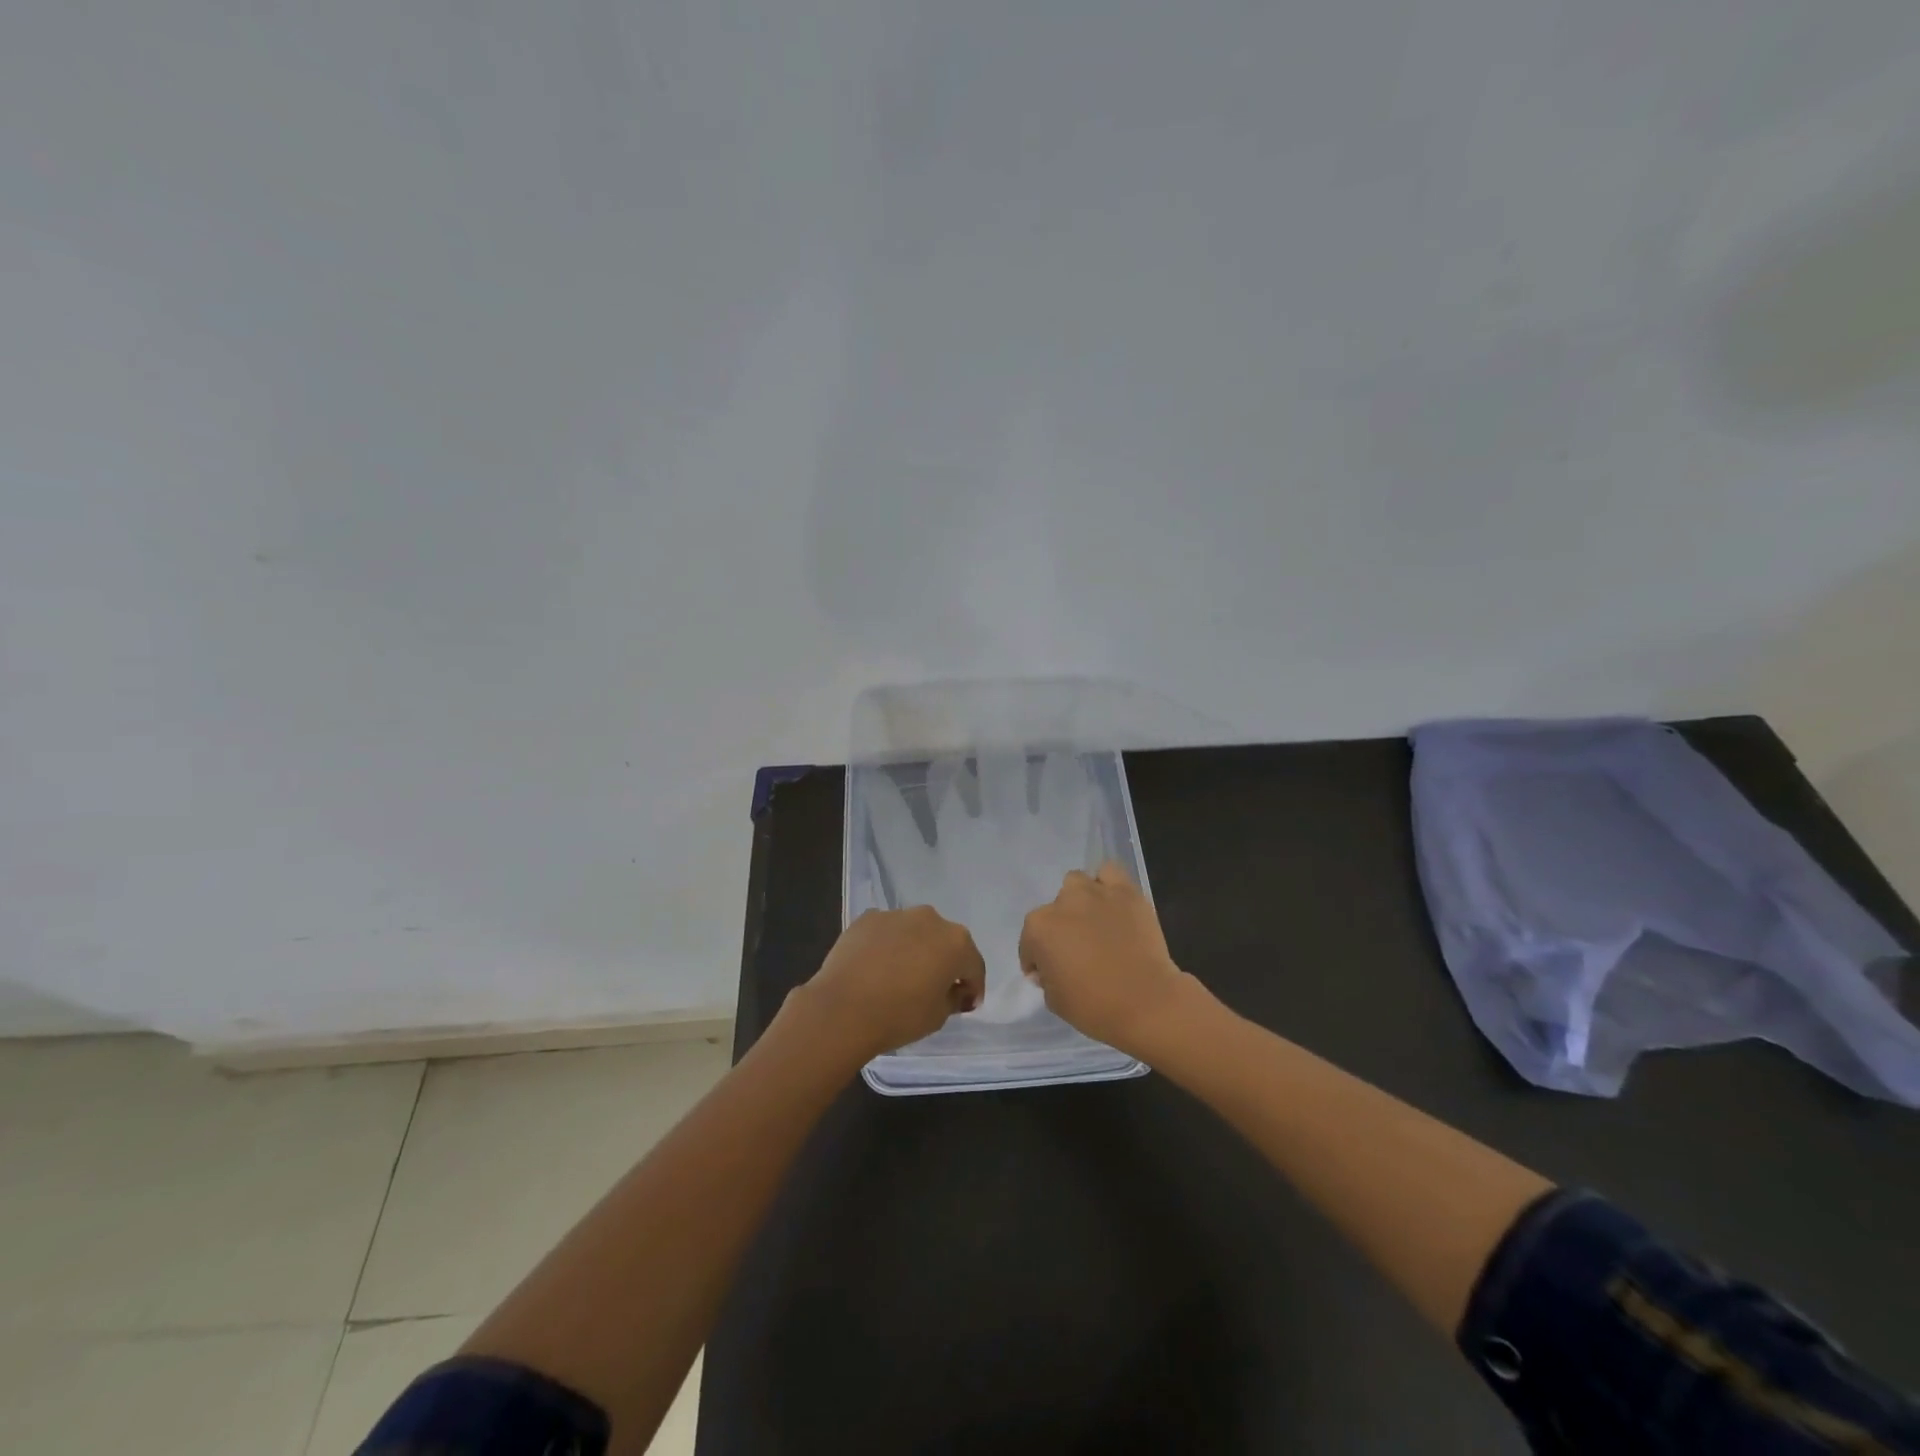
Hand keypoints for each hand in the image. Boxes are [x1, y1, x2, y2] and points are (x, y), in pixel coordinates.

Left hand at [791, 906, 986, 1064]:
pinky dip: (887, 945)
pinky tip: (876, 968)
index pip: (973, 966)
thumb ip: (954, 998)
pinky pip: (887, 932)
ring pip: (915, 932)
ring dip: (915, 950)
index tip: (965, 1004)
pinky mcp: (867, 918)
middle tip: (934, 988)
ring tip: (901, 976)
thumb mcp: (938, 1016)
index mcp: (956, 942)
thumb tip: (955, 990)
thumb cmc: (899, 1015)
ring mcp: (897, 914)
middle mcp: (930, 919)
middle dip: (944, 962)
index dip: (973, 987)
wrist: (842, 1008)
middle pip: (945, 942)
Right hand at [1019, 860, 1197, 1058]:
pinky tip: (1112, 902)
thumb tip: (1050, 967)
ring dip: (1080, 900)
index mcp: (1038, 929)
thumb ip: (1046, 977)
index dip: (1037, 960)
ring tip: (1093, 921)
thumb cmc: (1094, 1007)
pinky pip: (1110, 873)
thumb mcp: (1054, 1001)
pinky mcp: (1126, 892)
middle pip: (1054, 911)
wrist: (1146, 1002)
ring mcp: (1095, 893)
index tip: (1049, 974)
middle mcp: (1062, 903)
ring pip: (1077, 883)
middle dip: (1061, 928)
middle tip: (1076, 949)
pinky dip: (1108, 884)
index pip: (1029, 942)